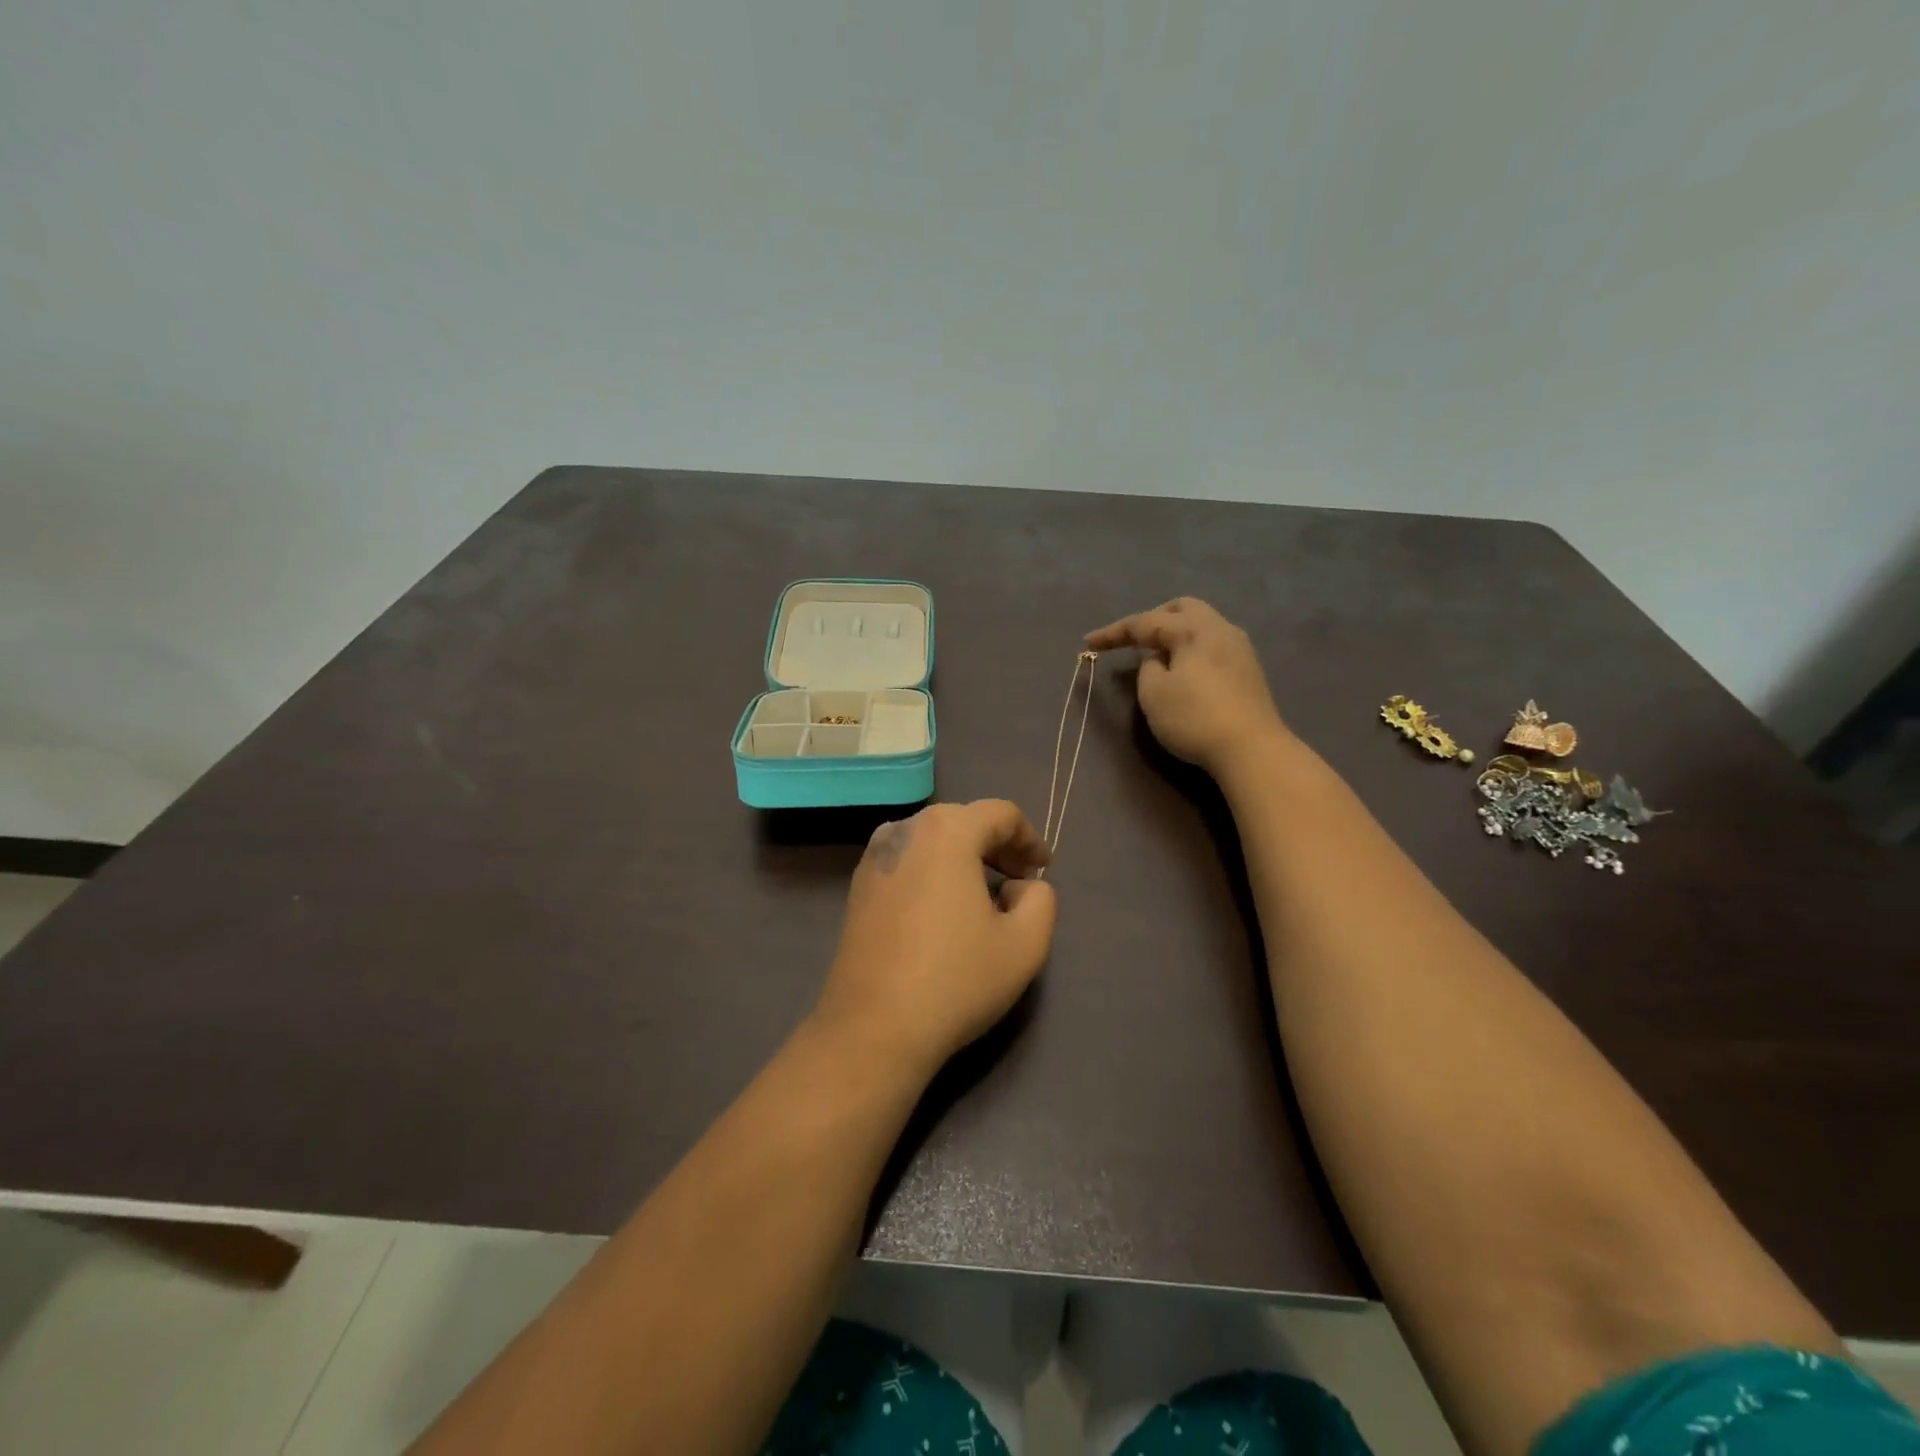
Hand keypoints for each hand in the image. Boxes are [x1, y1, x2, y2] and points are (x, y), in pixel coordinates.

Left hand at [814, 801, 1057, 1074]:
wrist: (873, 1028)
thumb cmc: (956, 980)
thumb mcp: (1026, 944)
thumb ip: (1041, 898)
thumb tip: (1020, 885)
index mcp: (947, 831)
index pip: (1001, 814)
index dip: (1029, 838)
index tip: (1043, 870)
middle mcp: (904, 830)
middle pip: (964, 820)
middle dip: (997, 846)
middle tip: (1019, 881)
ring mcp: (874, 857)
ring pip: (932, 840)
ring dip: (964, 857)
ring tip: (984, 896)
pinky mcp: (857, 886)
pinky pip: (908, 861)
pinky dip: (933, 872)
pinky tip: (943, 911)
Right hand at [1086, 598, 1290, 777]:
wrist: (1252, 750)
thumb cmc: (1194, 718)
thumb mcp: (1154, 693)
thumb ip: (1148, 667)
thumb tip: (1158, 657)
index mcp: (1193, 629)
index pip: (1145, 622)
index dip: (1114, 632)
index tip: (1088, 642)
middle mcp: (1220, 629)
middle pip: (1182, 609)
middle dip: (1153, 619)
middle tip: (1133, 641)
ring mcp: (1239, 649)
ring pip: (1201, 625)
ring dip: (1174, 634)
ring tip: (1156, 656)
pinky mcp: (1248, 670)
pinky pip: (1212, 644)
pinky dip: (1190, 649)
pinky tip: (1182, 670)